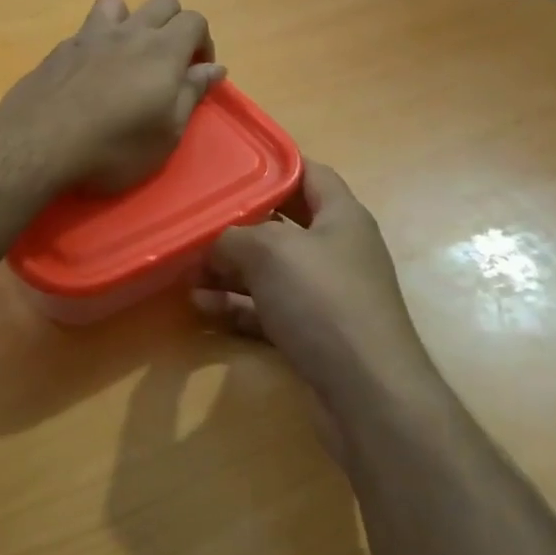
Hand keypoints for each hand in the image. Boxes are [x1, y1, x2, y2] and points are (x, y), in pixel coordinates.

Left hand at [0, 0, 224, 192]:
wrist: (38, 143)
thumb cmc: (113, 147)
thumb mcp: (166, 134)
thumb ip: (190, 94)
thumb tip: (214, 69)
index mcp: (162, 50)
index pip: (195, 21)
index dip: (203, 43)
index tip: (197, 73)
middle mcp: (129, 32)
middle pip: (163, 4)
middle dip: (174, 26)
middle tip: (169, 63)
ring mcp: (90, 36)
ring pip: (118, 3)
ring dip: (131, 21)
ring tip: (127, 55)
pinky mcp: (60, 49)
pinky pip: (87, 28)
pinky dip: (98, 40)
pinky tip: (90, 71)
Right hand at [191, 163, 431, 402]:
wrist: (367, 393)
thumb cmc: (323, 301)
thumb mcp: (269, 252)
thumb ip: (233, 237)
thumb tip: (213, 245)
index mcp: (342, 217)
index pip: (310, 172)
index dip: (273, 163)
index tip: (232, 162)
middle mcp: (337, 251)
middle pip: (283, 224)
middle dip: (239, 223)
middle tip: (197, 219)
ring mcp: (327, 295)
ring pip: (271, 271)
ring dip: (230, 270)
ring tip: (188, 269)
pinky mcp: (315, 334)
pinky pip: (269, 310)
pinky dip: (238, 306)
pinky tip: (202, 307)